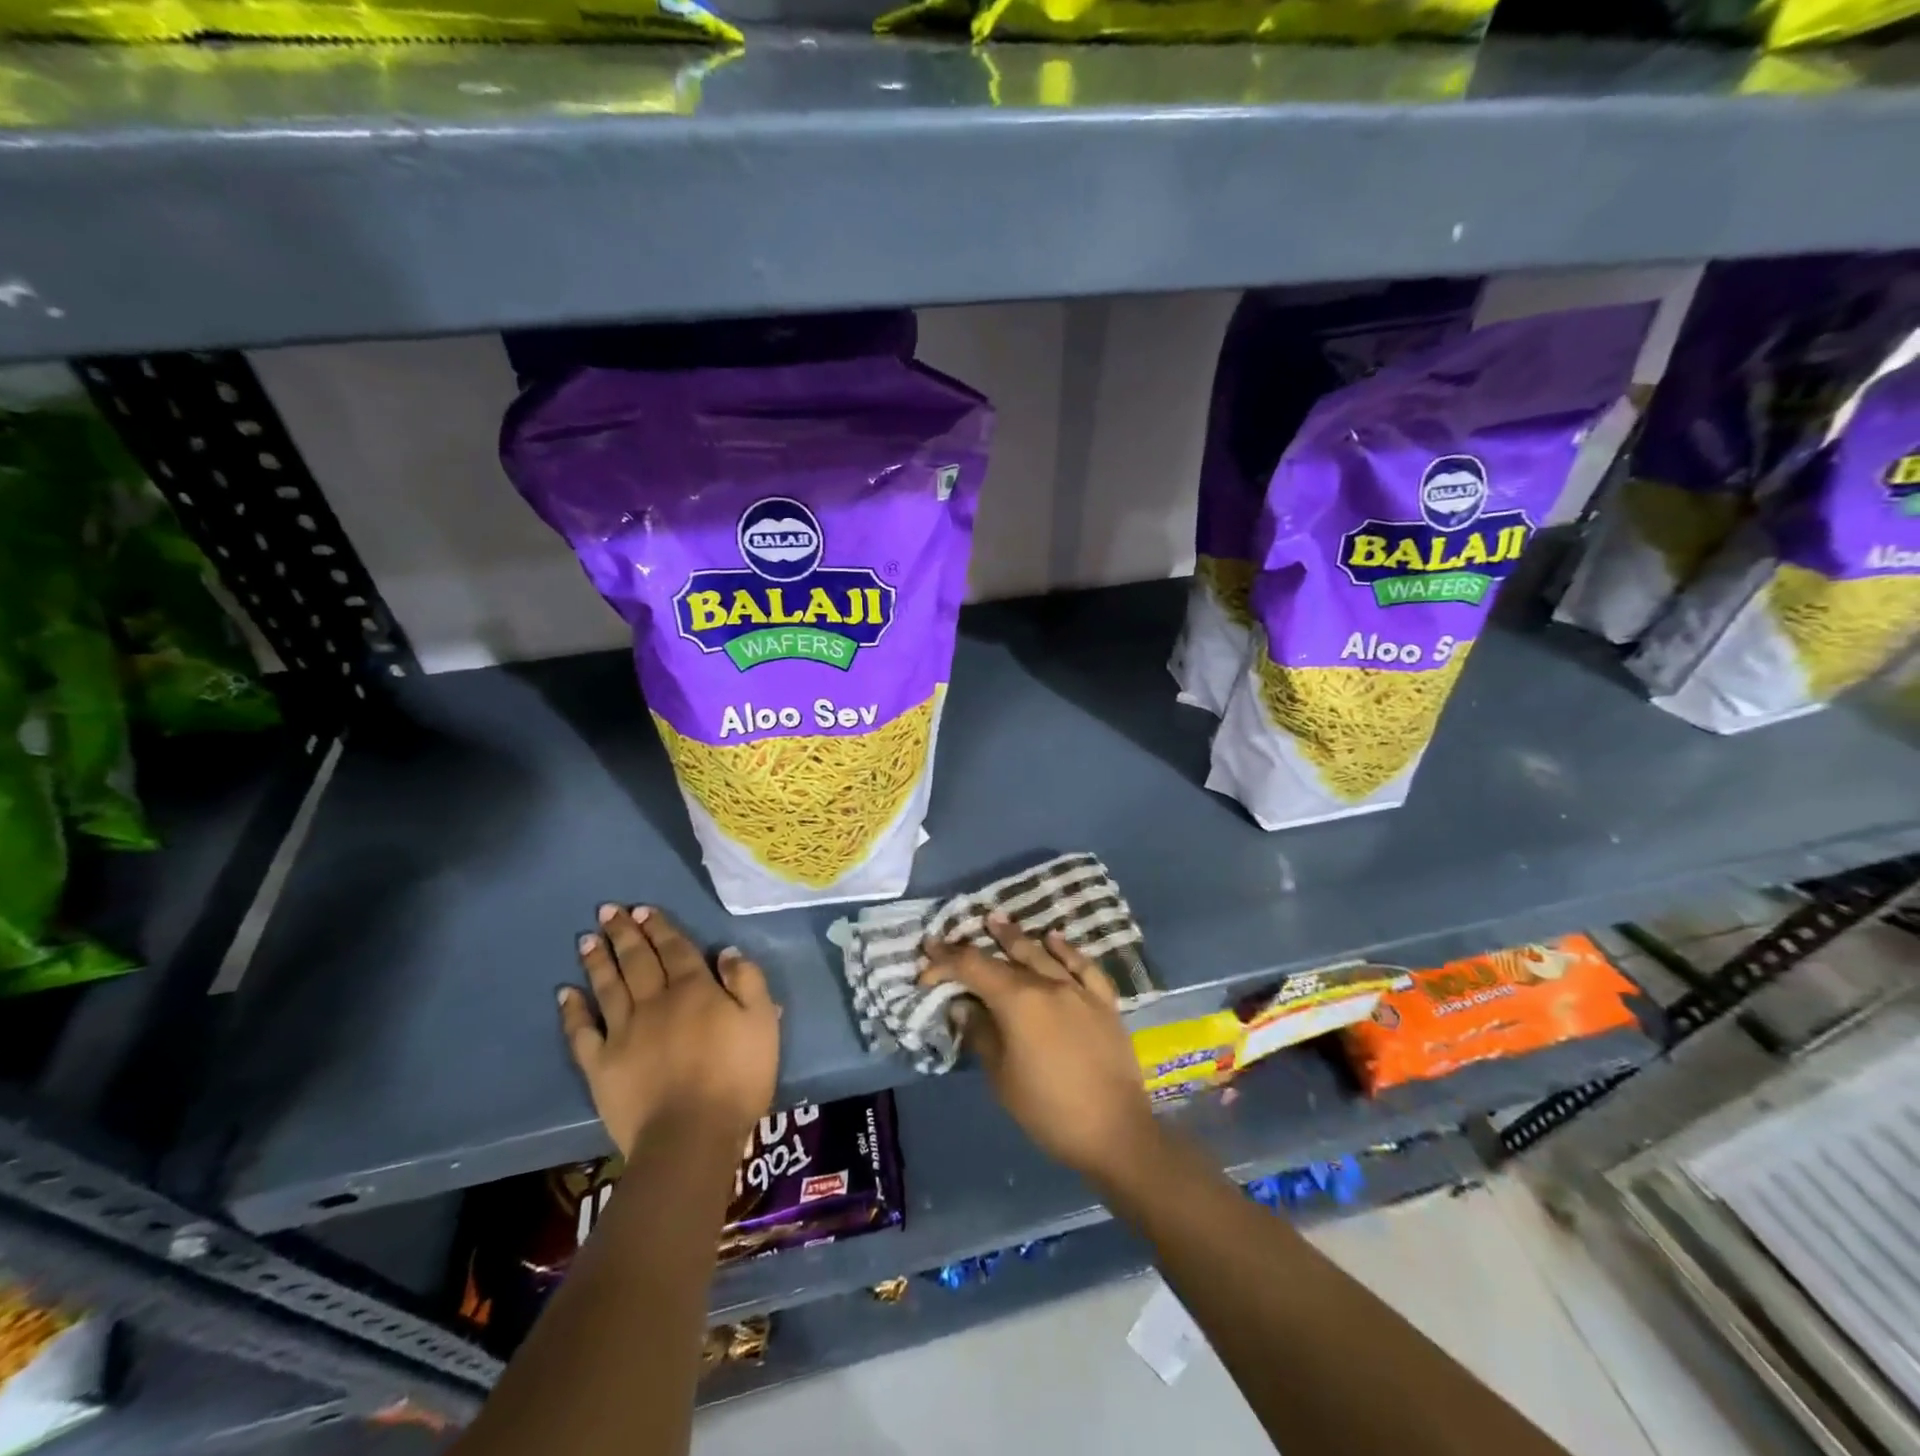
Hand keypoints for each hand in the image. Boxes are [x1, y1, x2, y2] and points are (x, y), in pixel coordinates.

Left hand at [559, 906, 779, 1157]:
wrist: (691, 1136)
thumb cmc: (737, 1077)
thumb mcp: (763, 1022)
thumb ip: (747, 982)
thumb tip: (726, 952)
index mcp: (695, 989)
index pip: (675, 948)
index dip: (660, 927)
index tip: (643, 909)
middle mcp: (655, 1001)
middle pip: (637, 960)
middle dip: (624, 933)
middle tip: (608, 911)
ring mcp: (623, 1032)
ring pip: (608, 987)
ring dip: (598, 960)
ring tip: (587, 939)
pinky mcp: (601, 1065)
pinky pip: (582, 1032)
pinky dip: (572, 1011)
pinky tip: (565, 993)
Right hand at [919, 912, 1158, 1184]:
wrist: (1115, 1132)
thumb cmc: (1048, 1110)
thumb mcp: (1002, 1077)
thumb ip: (981, 1034)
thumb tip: (963, 1005)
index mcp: (1018, 1001)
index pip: (973, 968)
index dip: (946, 962)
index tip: (925, 965)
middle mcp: (1048, 984)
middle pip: (1006, 957)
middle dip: (974, 948)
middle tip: (951, 938)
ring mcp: (1079, 990)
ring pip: (1042, 954)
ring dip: (1016, 937)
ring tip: (996, 920)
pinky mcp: (1104, 1002)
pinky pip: (1083, 966)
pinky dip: (1065, 949)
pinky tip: (1054, 938)